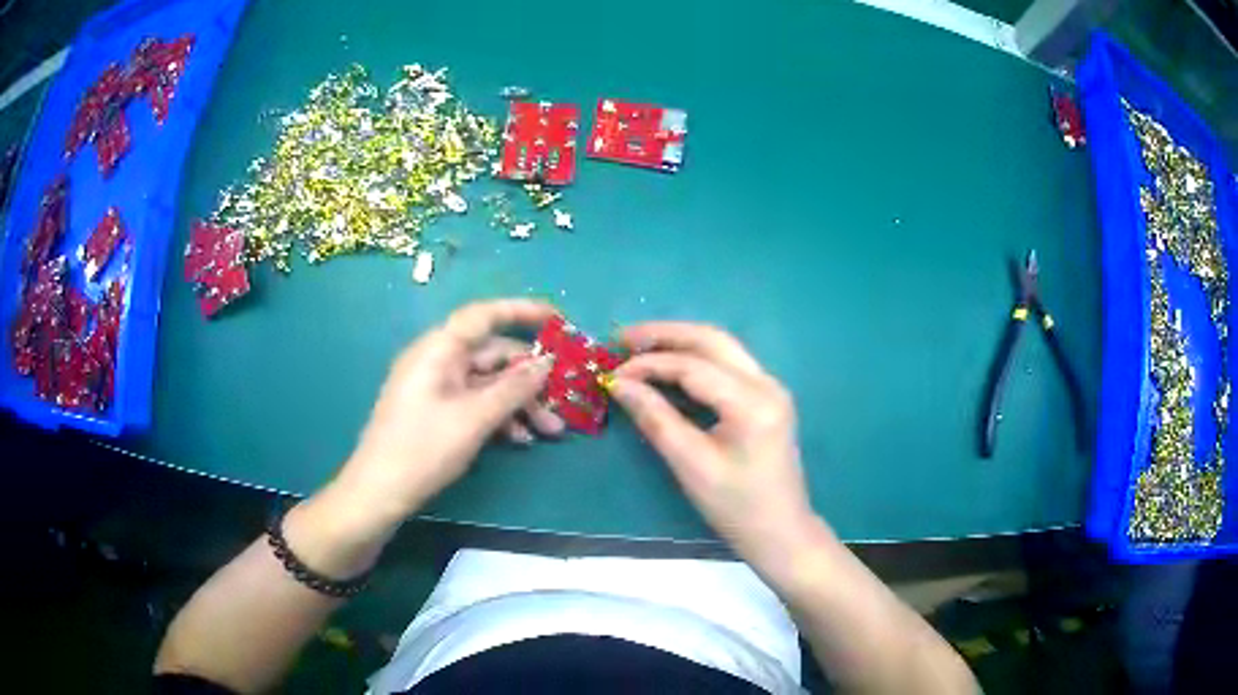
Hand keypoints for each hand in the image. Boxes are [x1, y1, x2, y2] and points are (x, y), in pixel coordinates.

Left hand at [331, 299, 559, 530]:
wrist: (378, 492)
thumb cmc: (423, 449)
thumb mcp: (474, 419)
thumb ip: (513, 389)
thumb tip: (547, 363)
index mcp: (439, 349)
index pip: (485, 316)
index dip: (523, 312)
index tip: (559, 321)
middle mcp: (438, 361)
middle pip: (492, 355)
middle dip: (530, 378)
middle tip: (563, 401)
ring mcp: (436, 387)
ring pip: (488, 383)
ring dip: (520, 403)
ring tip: (550, 431)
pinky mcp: (437, 412)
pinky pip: (475, 403)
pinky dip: (499, 417)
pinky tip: (521, 440)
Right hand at [611, 322, 818, 562]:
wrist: (780, 531)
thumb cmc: (736, 506)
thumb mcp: (691, 465)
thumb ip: (656, 419)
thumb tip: (619, 385)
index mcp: (753, 402)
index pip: (694, 366)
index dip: (649, 365)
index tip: (612, 374)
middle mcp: (767, 383)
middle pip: (712, 340)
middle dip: (665, 335)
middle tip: (622, 338)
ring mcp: (771, 387)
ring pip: (721, 347)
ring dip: (680, 342)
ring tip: (639, 347)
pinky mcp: (766, 397)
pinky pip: (727, 364)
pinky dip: (695, 358)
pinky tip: (669, 365)